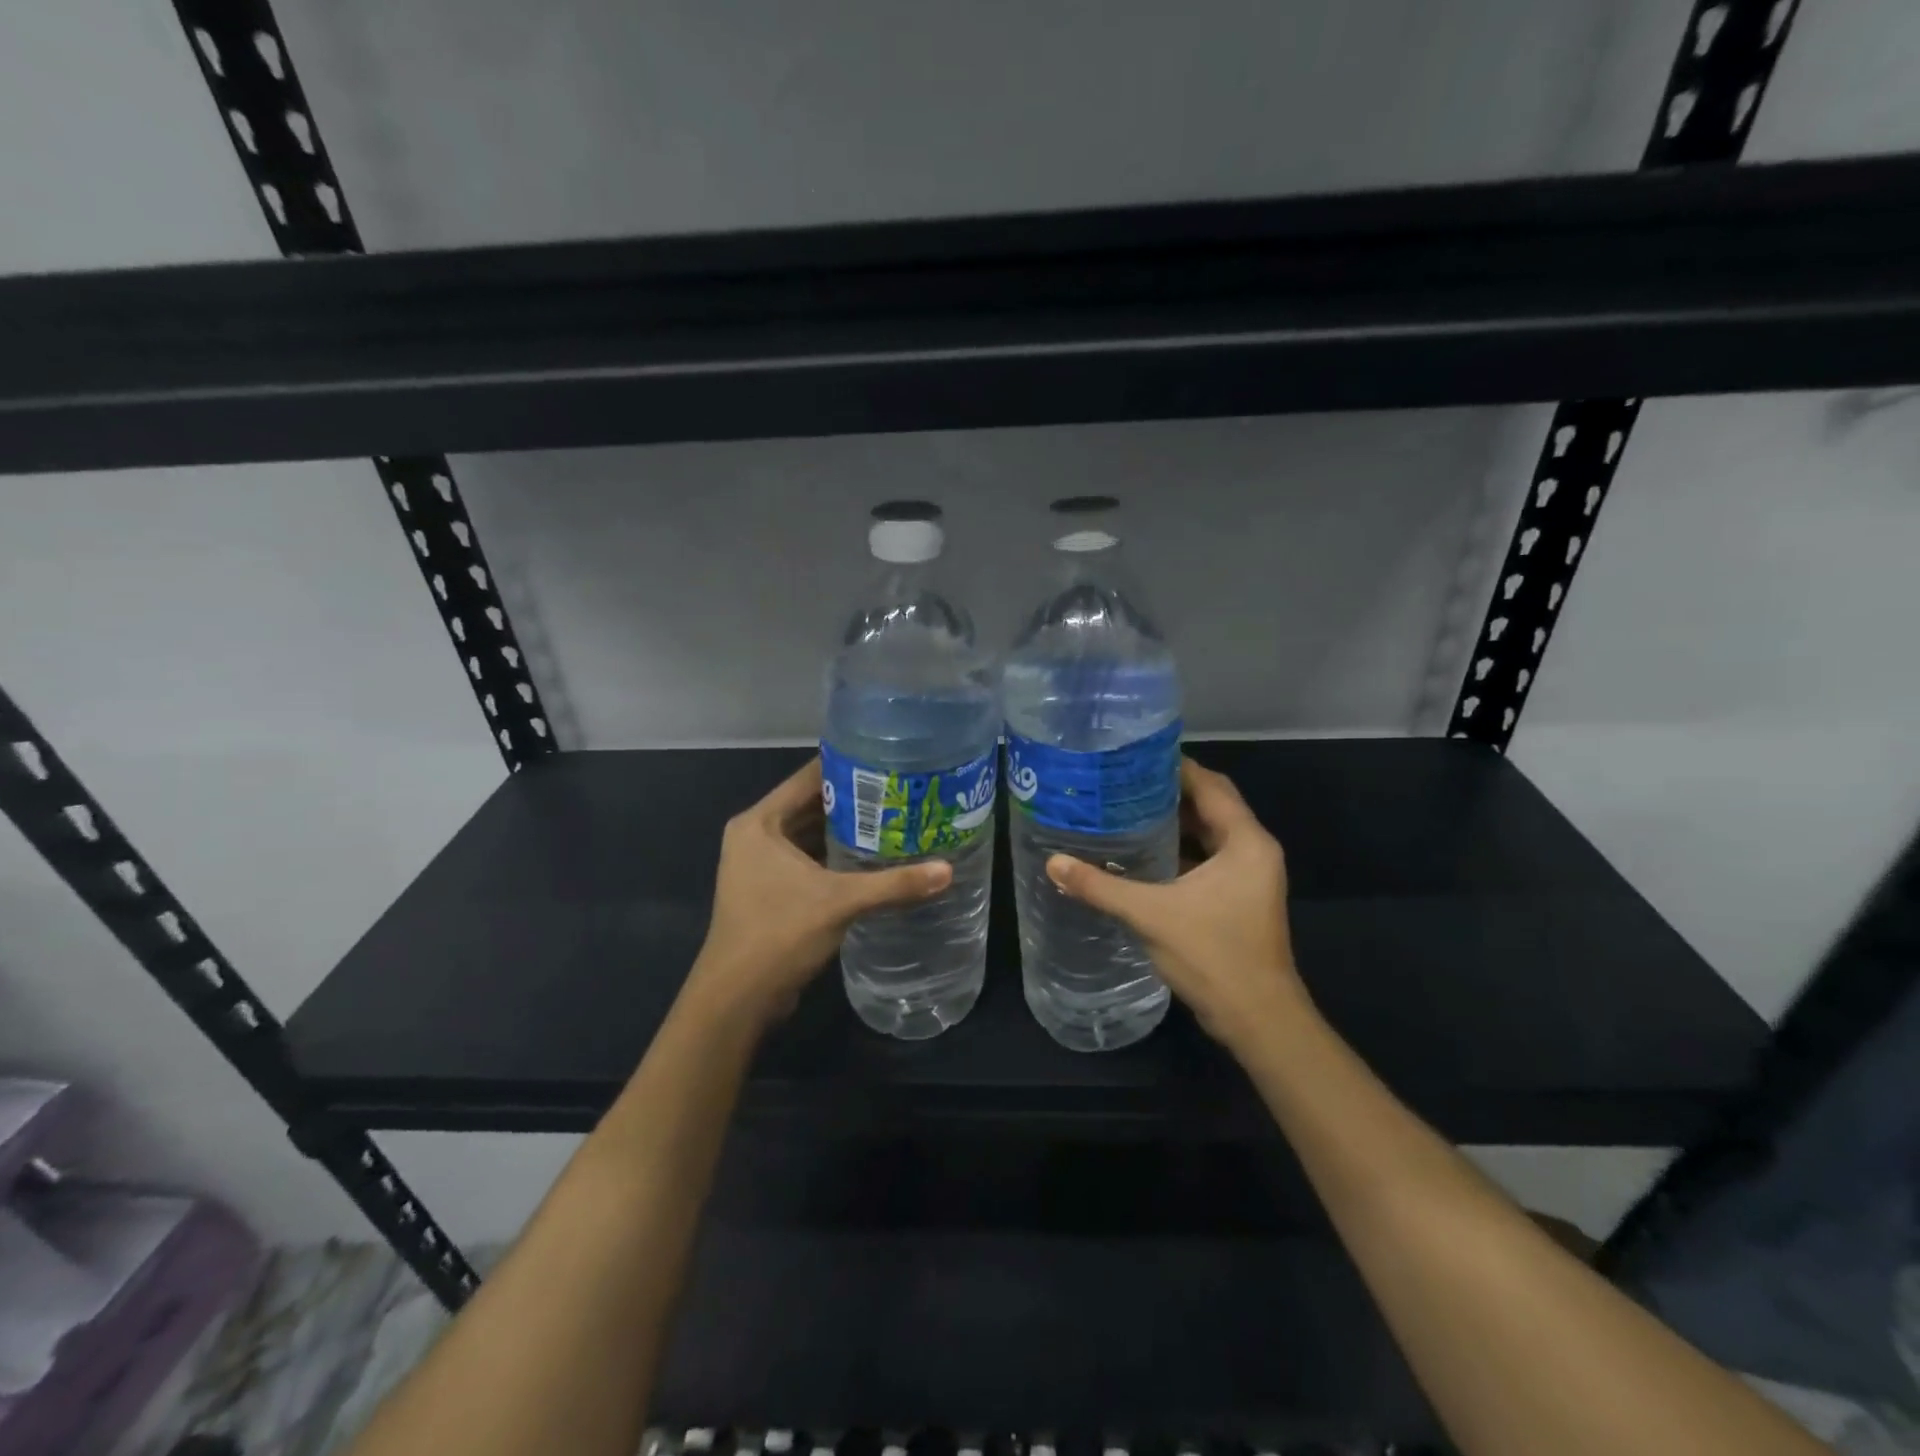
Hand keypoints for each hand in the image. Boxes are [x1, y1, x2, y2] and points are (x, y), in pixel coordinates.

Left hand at [684, 757, 952, 1029]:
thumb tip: (947, 871)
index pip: (809, 778)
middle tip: (901, 790)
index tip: (888, 759)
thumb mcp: (840, 902)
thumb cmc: (779, 934)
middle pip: (811, 805)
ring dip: (846, 831)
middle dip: (854, 800)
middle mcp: (756, 836)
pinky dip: (836, 857)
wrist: (737, 999)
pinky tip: (873, 858)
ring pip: (811, 835)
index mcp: (760, 823)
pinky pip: (808, 860)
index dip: (848, 765)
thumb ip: (894, 884)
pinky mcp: (770, 890)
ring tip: (895, 818)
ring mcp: (760, 865)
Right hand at [1045, 757, 1307, 1054]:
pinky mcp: (1238, 897)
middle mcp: (1253, 851)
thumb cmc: (1212, 955)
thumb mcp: (1150, 914)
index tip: (1132, 755)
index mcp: (1245, 842)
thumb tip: (1053, 862)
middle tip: (1121, 779)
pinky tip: (1141, 852)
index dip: (1174, 767)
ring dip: (1173, 821)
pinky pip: (1207, 858)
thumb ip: (1100, 886)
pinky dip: (1178, 849)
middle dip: (1169, 791)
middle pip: (1211, 804)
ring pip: (1209, 833)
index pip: (1210, 785)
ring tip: (1125, 808)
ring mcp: (1248, 876)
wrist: (1257, 1020)